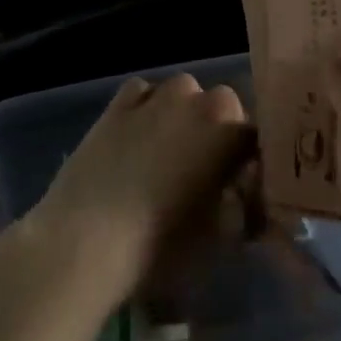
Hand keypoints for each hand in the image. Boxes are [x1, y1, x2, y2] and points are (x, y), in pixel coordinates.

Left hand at [21, 73, 253, 307]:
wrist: (84, 240)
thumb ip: (243, 212)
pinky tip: (137, 138)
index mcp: (229, 130)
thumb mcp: (219, 241)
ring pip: (183, 94)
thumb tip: (250, 203)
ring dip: (184, 115)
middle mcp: (197, 100)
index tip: (244, 190)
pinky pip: (143, 94)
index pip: (256, 138)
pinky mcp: (118, 103)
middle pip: (222, 107)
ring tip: (169, 154)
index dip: (252, 164)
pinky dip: (147, 108)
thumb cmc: (160, 246)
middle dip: (219, 132)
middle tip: (207, 173)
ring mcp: (155, 96)